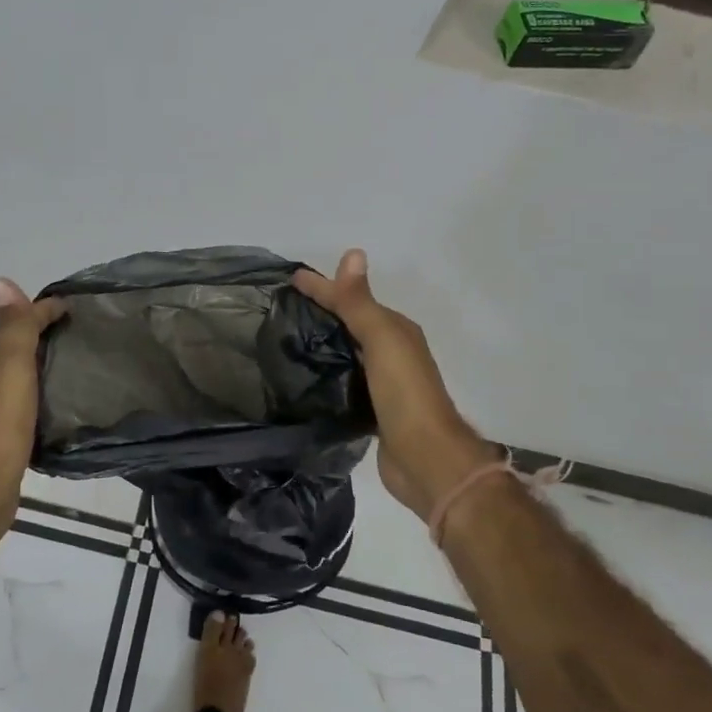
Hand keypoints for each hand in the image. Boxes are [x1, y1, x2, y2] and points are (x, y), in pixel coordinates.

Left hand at [0, 279, 67, 564]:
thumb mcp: (10, 363)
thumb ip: (13, 325)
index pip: (16, 323)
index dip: (44, 311)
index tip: (79, 309)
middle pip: (16, 351)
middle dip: (45, 340)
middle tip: (86, 338)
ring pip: (21, 381)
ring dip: (44, 371)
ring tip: (81, 372)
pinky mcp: (3, 442)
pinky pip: (26, 409)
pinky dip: (43, 400)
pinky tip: (62, 410)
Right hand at [293, 250, 497, 522]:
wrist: (425, 458)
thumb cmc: (404, 392)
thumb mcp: (381, 339)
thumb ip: (360, 302)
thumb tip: (353, 253)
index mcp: (397, 331)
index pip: (353, 300)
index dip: (324, 287)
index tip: (291, 278)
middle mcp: (392, 352)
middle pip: (352, 323)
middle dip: (324, 312)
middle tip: (285, 306)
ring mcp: (383, 383)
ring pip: (348, 352)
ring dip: (325, 342)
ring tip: (288, 338)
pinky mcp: (372, 410)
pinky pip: (345, 380)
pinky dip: (328, 372)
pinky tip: (306, 376)